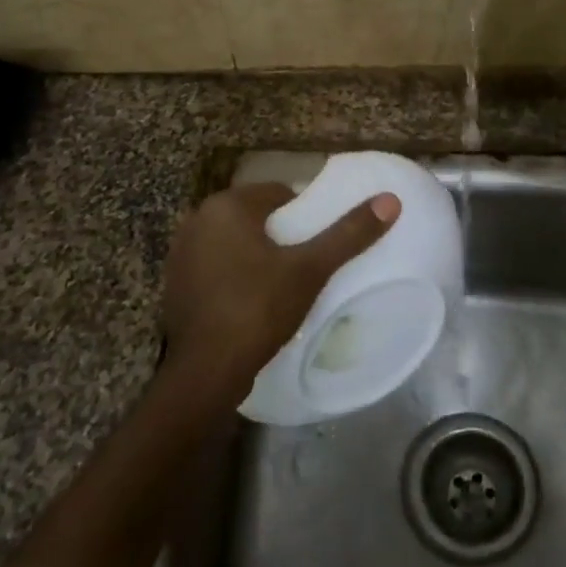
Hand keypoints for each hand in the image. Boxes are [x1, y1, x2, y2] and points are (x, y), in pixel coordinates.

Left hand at [160, 182, 400, 400]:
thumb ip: (348, 234)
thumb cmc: (258, 308)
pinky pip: (216, 266)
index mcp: (226, 206)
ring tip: (282, 285)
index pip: (278, 194)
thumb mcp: (310, 269)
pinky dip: (234, 276)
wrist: (205, 372)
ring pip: (234, 242)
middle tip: (305, 266)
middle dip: (280, 236)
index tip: (317, 245)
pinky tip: (251, 302)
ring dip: (256, 255)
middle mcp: (197, 220)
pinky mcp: (175, 284)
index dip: (304, 216)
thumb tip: (390, 200)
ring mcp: (180, 253)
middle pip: (255, 217)